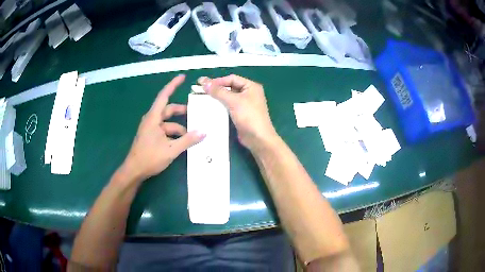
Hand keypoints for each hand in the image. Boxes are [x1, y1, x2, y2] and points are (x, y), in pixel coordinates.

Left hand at [120, 75, 204, 182]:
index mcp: (153, 118)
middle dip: (181, 111)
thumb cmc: (149, 157)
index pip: (164, 96)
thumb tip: (203, 132)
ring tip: (192, 134)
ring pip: (167, 122)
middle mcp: (151, 120)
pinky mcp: (151, 136)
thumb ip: (187, 140)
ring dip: (178, 127)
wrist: (134, 170)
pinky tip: (182, 141)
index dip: (173, 85)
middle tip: (195, 112)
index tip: (182, 77)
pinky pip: (164, 130)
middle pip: (168, 110)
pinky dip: (173, 133)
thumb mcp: (171, 149)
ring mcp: (150, 128)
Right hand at [198, 74, 277, 151]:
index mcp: (251, 86)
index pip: (232, 79)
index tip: (204, 85)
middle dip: (217, 89)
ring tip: (203, 99)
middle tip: (201, 91)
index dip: (218, 81)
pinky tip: (211, 109)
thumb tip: (204, 81)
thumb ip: (218, 91)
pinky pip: (229, 107)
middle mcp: (249, 93)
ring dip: (217, 98)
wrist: (258, 139)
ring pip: (228, 97)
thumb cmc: (249, 116)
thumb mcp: (233, 101)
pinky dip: (220, 107)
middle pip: (230, 87)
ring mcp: (245, 105)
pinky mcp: (241, 114)